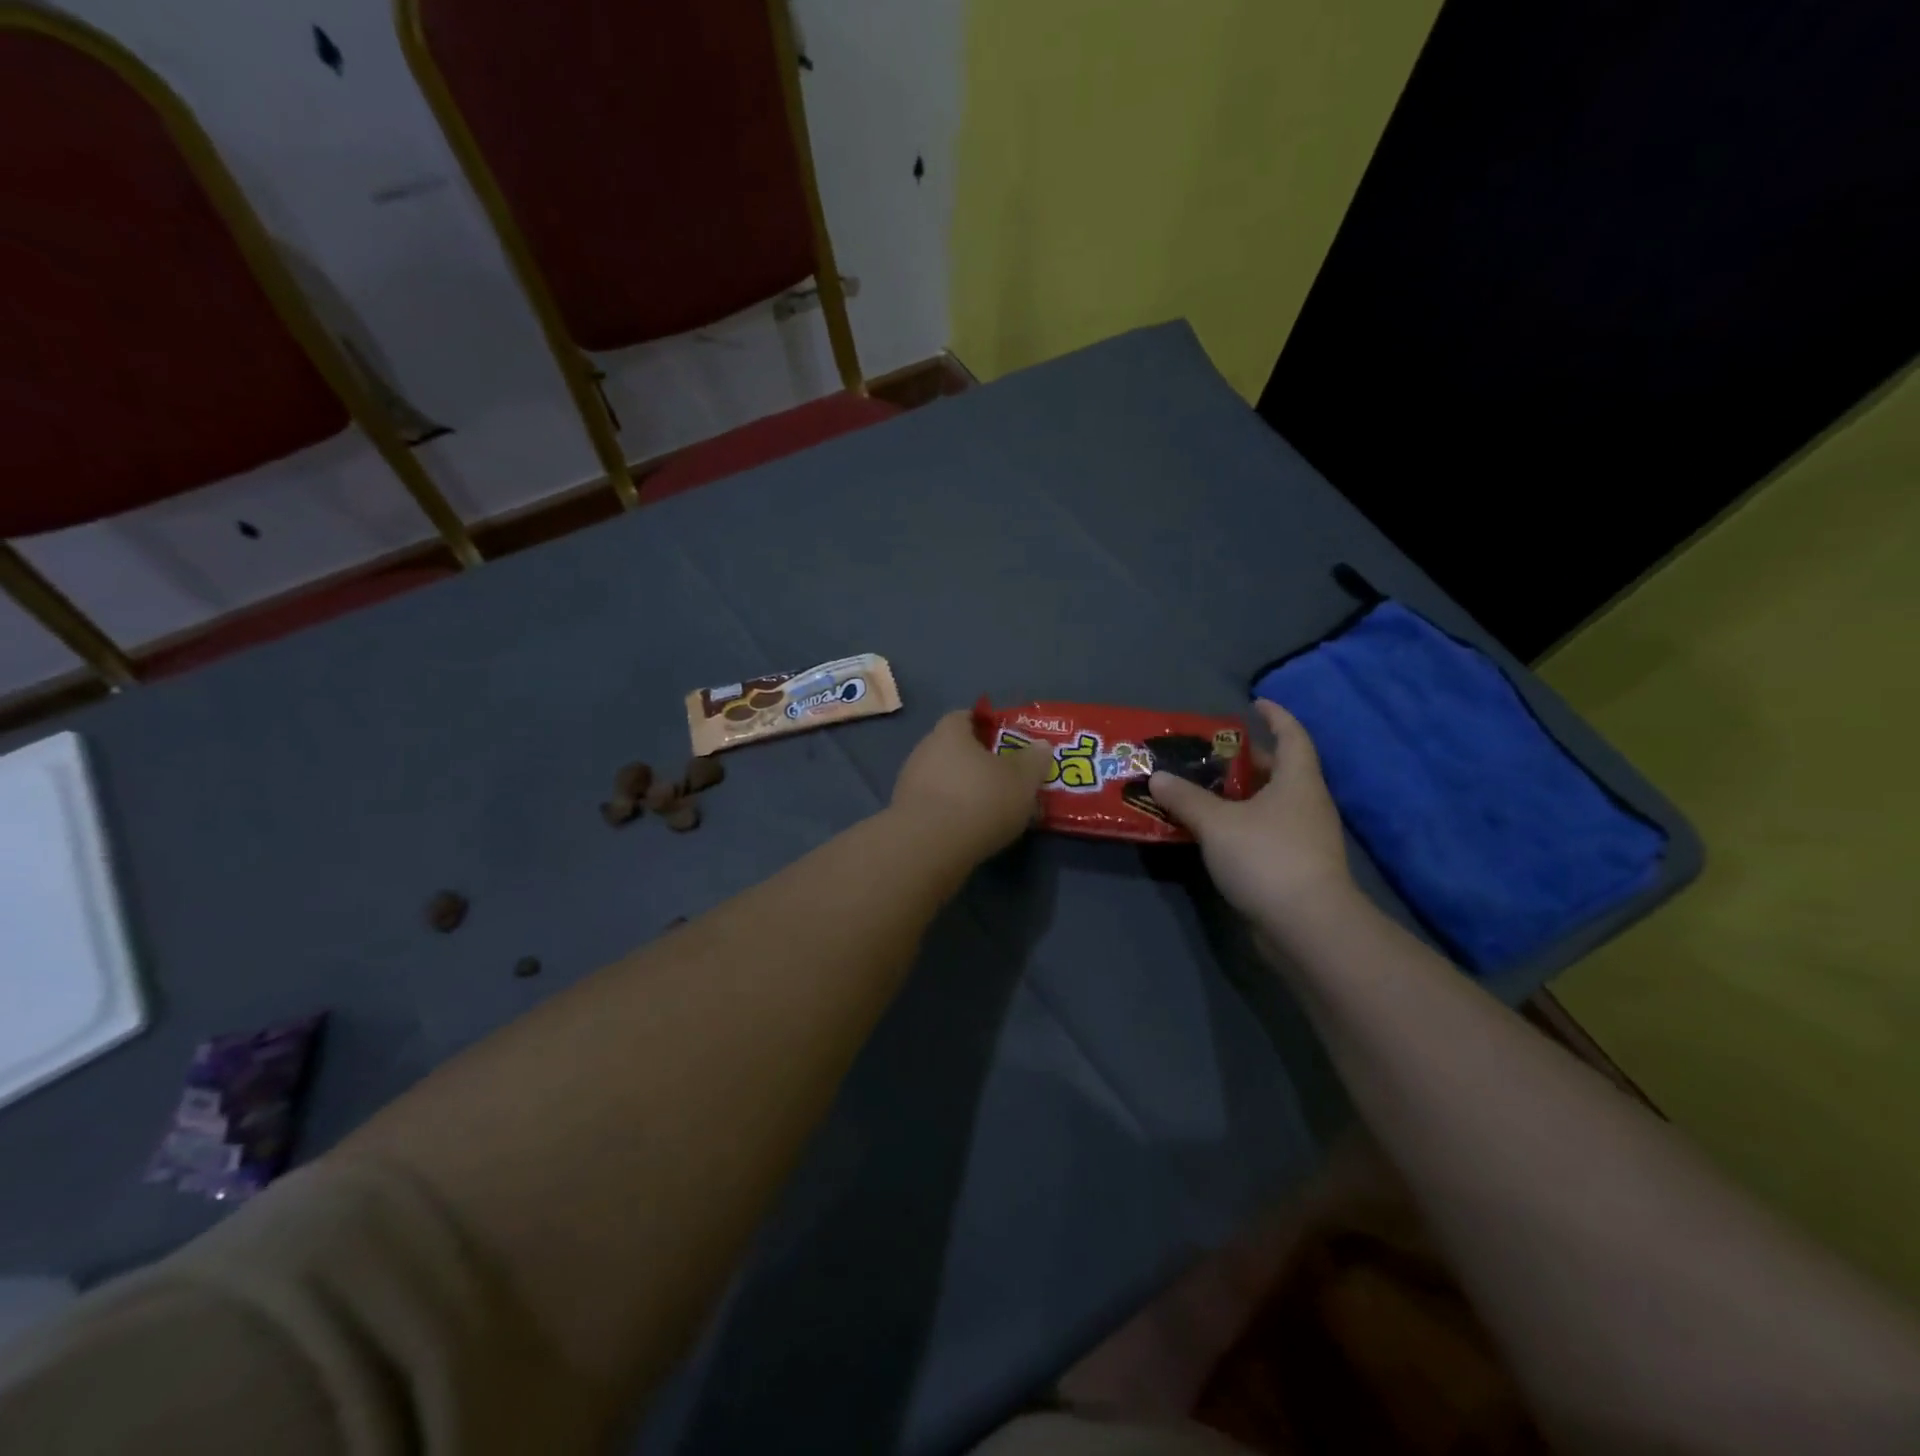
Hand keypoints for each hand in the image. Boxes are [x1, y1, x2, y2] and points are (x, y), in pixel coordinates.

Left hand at [892, 709, 1052, 859]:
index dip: (986, 726)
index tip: (1006, 741)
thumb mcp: (1022, 779)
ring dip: (962, 788)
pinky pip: (934, 804)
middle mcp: (924, 750)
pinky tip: (968, 828)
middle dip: (976, 761)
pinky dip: (950, 811)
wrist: (929, 848)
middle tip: (1003, 777)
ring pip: (943, 778)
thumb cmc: (980, 800)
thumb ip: (1034, 760)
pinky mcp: (904, 814)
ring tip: (989, 808)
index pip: (966, 716)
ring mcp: (909, 783)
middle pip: (954, 749)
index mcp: (949, 732)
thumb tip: (1041, 746)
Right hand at [1149, 700, 1353, 925]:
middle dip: (1247, 761)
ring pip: (1271, 805)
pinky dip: (1242, 825)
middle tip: (1210, 755)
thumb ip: (1185, 798)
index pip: (1292, 735)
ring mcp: (1305, 838)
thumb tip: (1157, 776)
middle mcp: (1307, 804)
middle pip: (1280, 771)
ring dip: (1241, 796)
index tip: (1254, 704)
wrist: (1307, 926)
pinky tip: (1213, 833)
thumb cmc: (1266, 857)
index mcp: (1297, 781)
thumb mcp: (1216, 823)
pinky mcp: (1296, 867)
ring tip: (1202, 792)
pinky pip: (1266, 832)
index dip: (1276, 716)